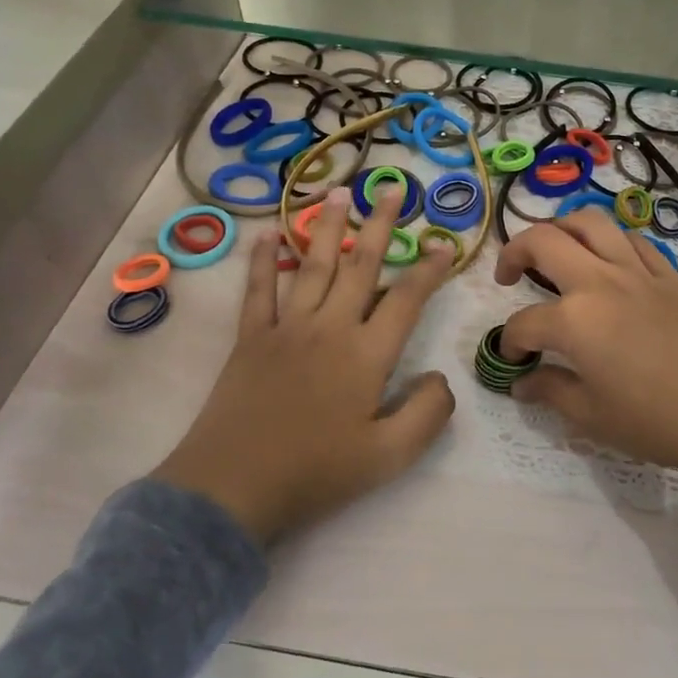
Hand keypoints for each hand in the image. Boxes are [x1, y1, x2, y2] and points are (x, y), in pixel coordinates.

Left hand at [154, 185, 456, 542]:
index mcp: (367, 355)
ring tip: (338, 193)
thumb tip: (440, 377)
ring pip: (313, 266)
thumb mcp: (390, 457)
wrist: (232, 489)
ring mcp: (286, 329)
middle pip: (360, 266)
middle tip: (392, 189)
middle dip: (380, 225)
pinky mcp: (250, 339)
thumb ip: (428, 413)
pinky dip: (264, 261)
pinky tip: (269, 234)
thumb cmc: (316, 473)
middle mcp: (330, 328)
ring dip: (327, 227)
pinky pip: (259, 291)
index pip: (406, 299)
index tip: (445, 245)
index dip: (429, 270)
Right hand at [495, 213, 677, 479]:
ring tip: (553, 249)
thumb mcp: (592, 416)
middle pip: (544, 242)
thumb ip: (550, 390)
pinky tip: (605, 260)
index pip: (524, 323)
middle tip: (508, 275)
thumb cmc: (656, 421)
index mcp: (574, 320)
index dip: (510, 343)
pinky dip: (608, 240)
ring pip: (590, 222)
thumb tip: (524, 382)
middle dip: (514, 252)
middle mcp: (600, 282)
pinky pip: (631, 239)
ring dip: (560, 228)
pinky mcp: (668, 274)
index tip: (514, 361)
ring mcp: (637, 271)